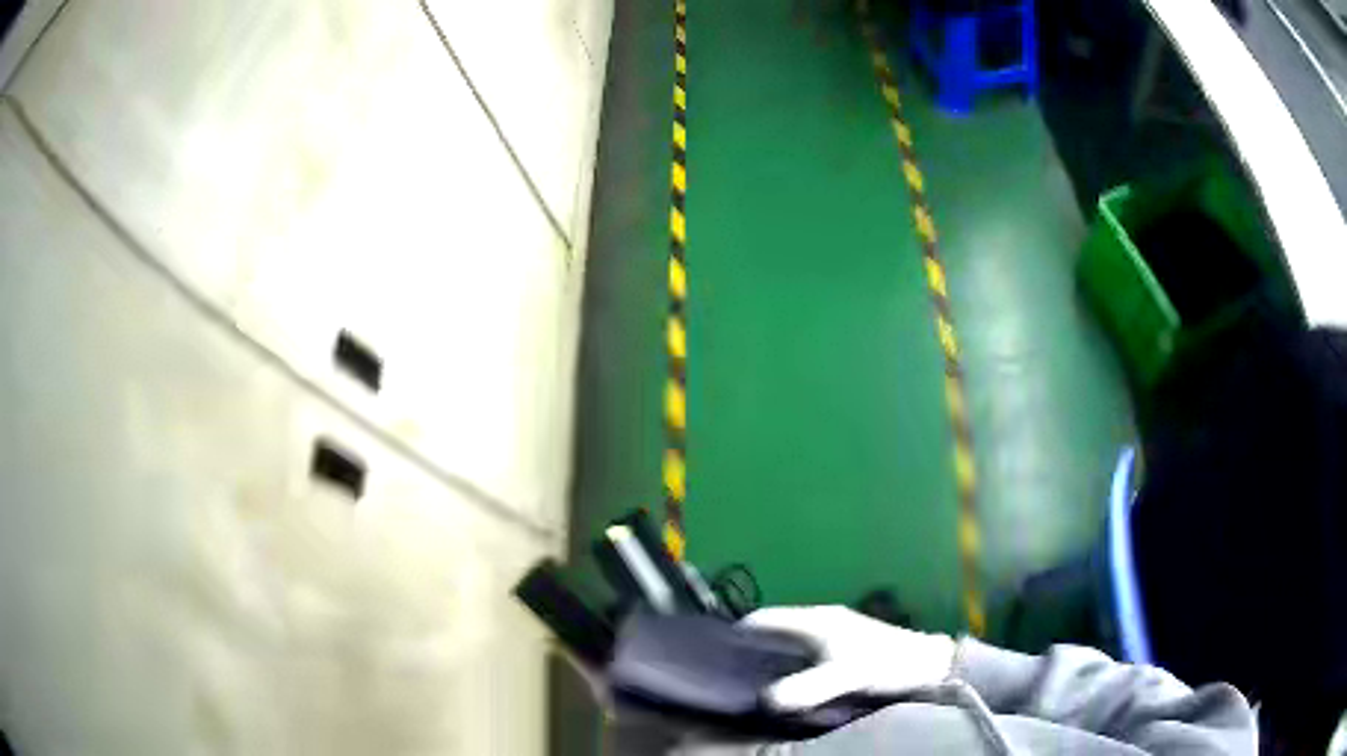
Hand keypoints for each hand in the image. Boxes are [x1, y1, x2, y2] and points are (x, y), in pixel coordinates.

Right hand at [743, 606, 956, 710]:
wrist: (929, 666)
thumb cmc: (885, 665)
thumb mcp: (845, 676)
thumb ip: (807, 687)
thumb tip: (763, 700)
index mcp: (816, 620)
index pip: (764, 618)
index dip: (738, 632)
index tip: (714, 653)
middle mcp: (821, 621)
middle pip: (774, 630)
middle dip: (751, 648)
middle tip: (727, 674)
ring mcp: (834, 634)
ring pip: (789, 642)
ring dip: (771, 658)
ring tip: (749, 683)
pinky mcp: (844, 649)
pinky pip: (804, 654)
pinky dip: (789, 665)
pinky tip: (786, 685)